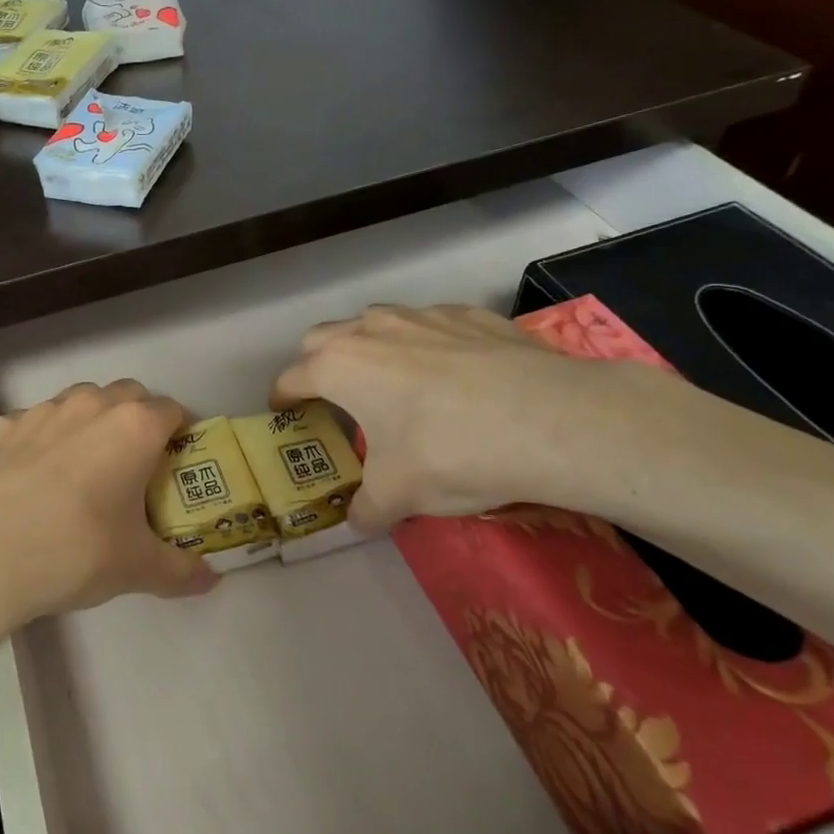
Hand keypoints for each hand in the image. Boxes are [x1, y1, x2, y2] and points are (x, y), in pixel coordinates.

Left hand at [0, 380, 217, 633]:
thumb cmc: (73, 551)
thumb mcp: (134, 568)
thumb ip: (179, 570)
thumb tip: (210, 580)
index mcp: (133, 428)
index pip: (172, 410)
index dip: (181, 432)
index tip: (177, 461)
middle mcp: (88, 406)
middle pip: (127, 395)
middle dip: (136, 419)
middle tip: (133, 465)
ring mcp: (37, 412)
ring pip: (76, 404)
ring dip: (87, 425)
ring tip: (79, 472)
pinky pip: (30, 426)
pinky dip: (39, 443)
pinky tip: (26, 484)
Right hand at [272, 304, 668, 529]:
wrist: (550, 420)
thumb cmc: (450, 452)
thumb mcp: (398, 495)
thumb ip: (367, 508)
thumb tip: (359, 519)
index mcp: (340, 366)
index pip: (292, 377)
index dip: (283, 397)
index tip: (283, 412)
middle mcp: (372, 329)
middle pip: (323, 337)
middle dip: (318, 363)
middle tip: (334, 396)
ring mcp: (422, 315)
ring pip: (376, 321)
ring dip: (370, 346)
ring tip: (393, 380)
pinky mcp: (469, 314)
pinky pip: (430, 323)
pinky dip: (426, 343)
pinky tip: (455, 372)